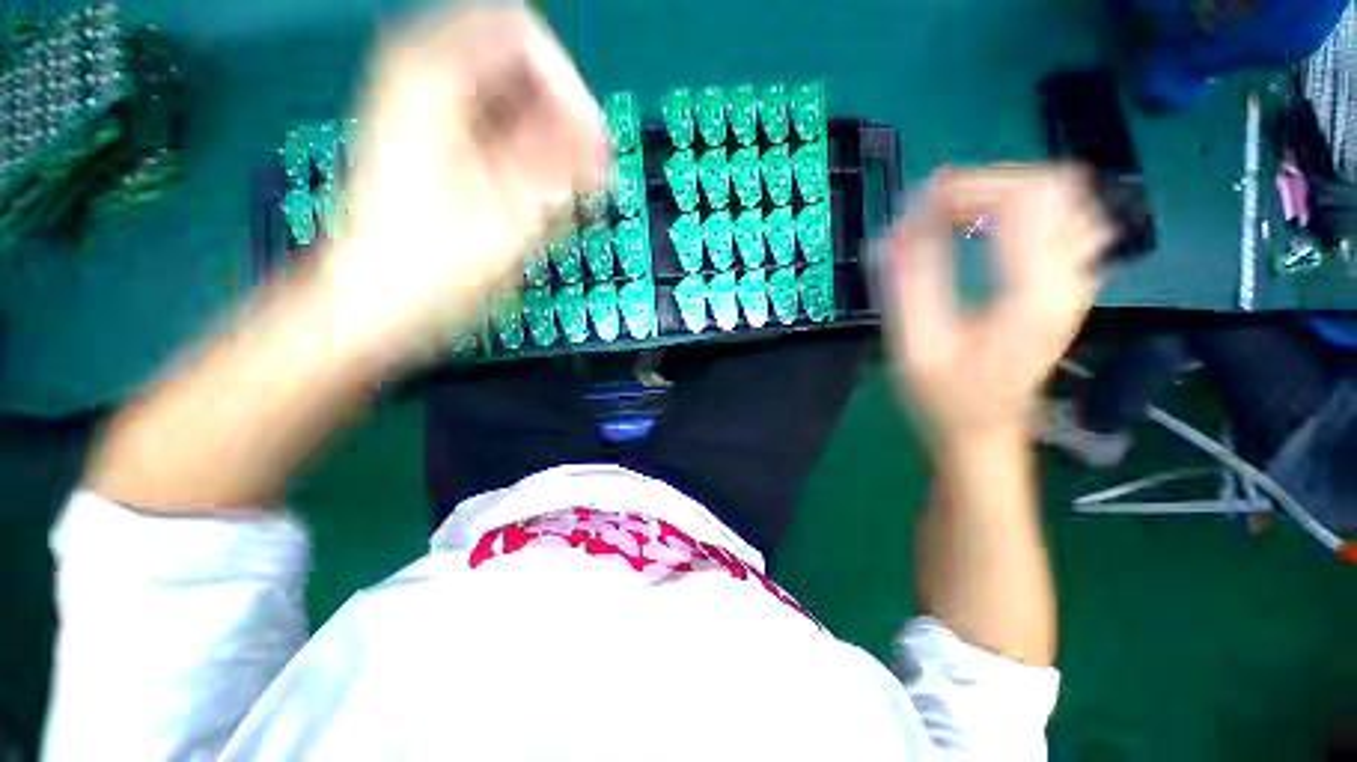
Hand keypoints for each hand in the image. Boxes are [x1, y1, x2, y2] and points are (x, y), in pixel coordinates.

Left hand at [321, 4, 609, 364]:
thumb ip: (555, 167)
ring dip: (550, 145)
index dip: (569, 86)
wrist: (374, 299)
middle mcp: (427, 76)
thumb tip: (598, 142)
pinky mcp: (437, 140)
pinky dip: (529, 158)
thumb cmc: (434, 264)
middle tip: (587, 178)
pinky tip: (540, 199)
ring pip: (514, 102)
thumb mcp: (507, 214)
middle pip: (520, 67)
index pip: (523, 36)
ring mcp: (430, 109)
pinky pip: (500, 129)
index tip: (593, 146)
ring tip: (565, 197)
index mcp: (433, 74)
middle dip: (562, 121)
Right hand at [879, 165, 1109, 443]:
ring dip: (1002, 192)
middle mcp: (1069, 279)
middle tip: (931, 211)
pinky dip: (1023, 207)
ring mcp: (1077, 279)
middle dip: (982, 184)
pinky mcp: (1070, 282)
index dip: (964, 188)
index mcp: (1033, 297)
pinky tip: (987, 228)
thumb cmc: (944, 399)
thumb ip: (910, 283)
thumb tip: (897, 227)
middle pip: (1049, 185)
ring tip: (955, 216)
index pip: (1021, 200)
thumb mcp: (915, 347)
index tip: (915, 208)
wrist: (984, 433)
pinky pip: (1064, 216)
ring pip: (1063, 194)